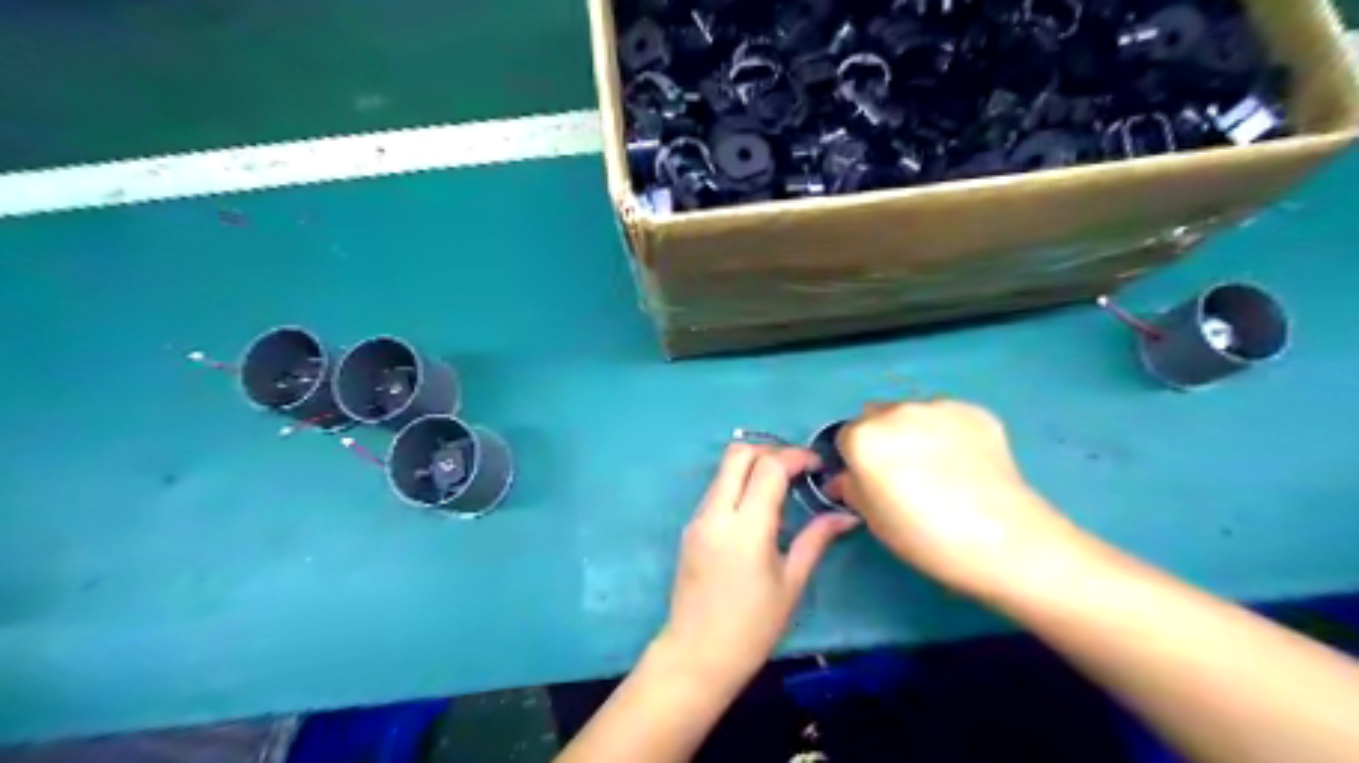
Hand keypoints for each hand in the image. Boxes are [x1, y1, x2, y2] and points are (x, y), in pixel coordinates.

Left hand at [660, 442, 857, 684]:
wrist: (697, 655)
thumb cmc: (752, 627)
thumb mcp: (791, 583)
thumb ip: (816, 540)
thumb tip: (847, 515)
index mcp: (746, 528)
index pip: (768, 467)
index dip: (795, 456)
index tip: (817, 465)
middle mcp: (716, 513)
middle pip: (738, 453)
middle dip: (770, 451)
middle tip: (796, 470)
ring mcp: (698, 518)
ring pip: (723, 470)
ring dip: (752, 466)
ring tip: (781, 488)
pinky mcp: (690, 528)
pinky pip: (716, 490)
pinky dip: (738, 485)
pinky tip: (758, 509)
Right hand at [833, 399, 1090, 601]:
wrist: (1002, 539)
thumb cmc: (924, 536)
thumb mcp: (872, 520)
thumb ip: (851, 488)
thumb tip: (847, 478)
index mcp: (863, 438)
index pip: (845, 437)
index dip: (856, 460)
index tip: (872, 480)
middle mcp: (896, 411)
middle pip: (876, 416)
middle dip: (882, 437)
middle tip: (903, 472)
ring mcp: (938, 407)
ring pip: (913, 413)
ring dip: (915, 431)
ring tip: (941, 468)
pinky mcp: (975, 411)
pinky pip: (949, 417)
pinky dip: (950, 433)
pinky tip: (966, 464)